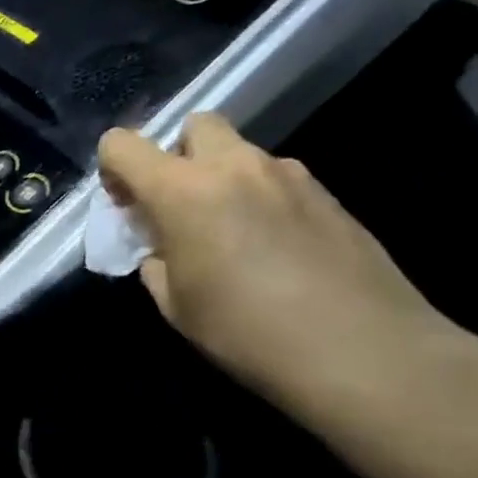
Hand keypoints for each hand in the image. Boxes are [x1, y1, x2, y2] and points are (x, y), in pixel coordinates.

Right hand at [96, 117, 477, 442]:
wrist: (364, 352)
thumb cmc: (248, 332)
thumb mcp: (175, 305)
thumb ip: (155, 260)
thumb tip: (163, 246)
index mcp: (183, 190)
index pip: (123, 144)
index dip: (113, 169)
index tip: (126, 206)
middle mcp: (235, 166)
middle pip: (194, 125)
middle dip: (178, 156)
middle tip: (181, 207)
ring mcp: (289, 175)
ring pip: (240, 154)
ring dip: (223, 180)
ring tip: (234, 236)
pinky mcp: (327, 194)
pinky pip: (277, 180)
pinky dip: (261, 199)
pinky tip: (276, 250)